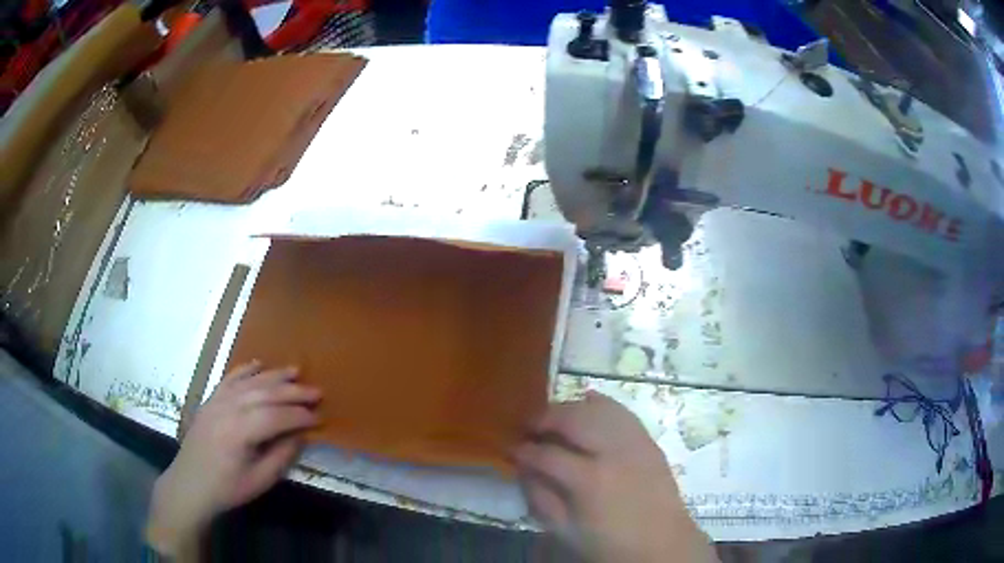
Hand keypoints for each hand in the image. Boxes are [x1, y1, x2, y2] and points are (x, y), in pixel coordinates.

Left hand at [146, 361, 320, 556]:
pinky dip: (245, 369)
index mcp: (239, 432)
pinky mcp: (210, 400)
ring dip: (274, 376)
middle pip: (265, 393)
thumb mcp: (259, 480)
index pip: (276, 416)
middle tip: (317, 392)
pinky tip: (258, 364)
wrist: (190, 484)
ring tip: (296, 371)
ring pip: (249, 382)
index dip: (300, 416)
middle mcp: (228, 409)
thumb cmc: (227, 488)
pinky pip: (230, 379)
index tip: (320, 417)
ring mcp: (216, 401)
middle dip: (293, 391)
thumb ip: (281, 456)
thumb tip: (300, 435)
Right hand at [515, 391, 715, 562]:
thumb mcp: (566, 531)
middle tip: (528, 427)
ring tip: (554, 419)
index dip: (523, 450)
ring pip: (598, 409)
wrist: (662, 545)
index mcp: (589, 481)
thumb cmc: (610, 544)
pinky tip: (588, 401)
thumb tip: (523, 469)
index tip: (510, 448)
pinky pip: (623, 411)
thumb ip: (540, 498)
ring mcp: (635, 443)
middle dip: (544, 418)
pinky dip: (602, 403)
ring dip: (570, 408)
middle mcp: (613, 453)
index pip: (547, 454)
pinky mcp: (649, 441)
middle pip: (573, 419)